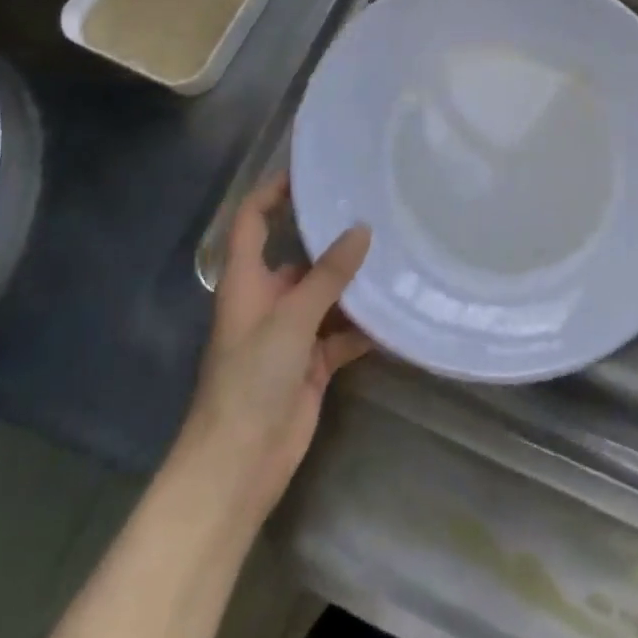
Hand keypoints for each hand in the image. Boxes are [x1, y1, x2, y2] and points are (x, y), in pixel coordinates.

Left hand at [179, 174, 371, 526]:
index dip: (272, 192)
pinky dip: (366, 324)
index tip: (310, 170)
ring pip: (327, 294)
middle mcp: (269, 299)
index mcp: (247, 281)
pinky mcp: (312, 362)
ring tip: (397, 253)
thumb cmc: (250, 380)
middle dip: (334, 238)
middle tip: (377, 209)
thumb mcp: (291, 319)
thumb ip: (328, 275)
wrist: (238, 467)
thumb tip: (362, 230)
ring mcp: (291, 333)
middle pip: (300, 256)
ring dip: (355, 282)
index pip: (252, 220)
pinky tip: (398, 311)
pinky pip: (343, 331)